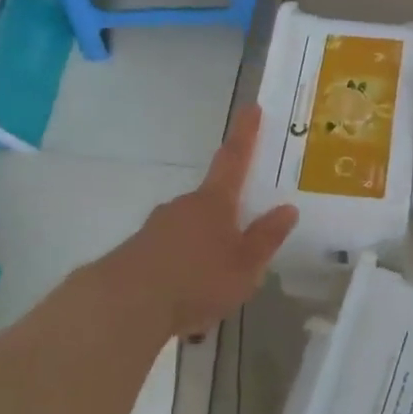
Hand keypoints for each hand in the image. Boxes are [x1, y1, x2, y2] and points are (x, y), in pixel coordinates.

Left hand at [96, 106, 297, 339]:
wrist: (124, 306)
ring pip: (190, 229)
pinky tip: (186, 295)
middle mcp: (185, 205)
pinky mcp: (138, 251)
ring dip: (204, 247)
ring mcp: (157, 226)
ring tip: (214, 284)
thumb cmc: (196, 279)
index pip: (234, 159)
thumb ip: (266, 237)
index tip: (252, 107)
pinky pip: (171, 252)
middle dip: (226, 216)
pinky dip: (183, 267)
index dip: (245, 133)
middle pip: (212, 201)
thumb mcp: (245, 265)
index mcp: (215, 202)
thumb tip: (288, 208)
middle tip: (240, 245)